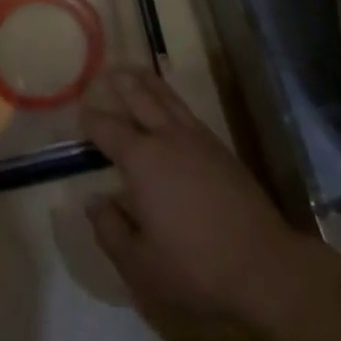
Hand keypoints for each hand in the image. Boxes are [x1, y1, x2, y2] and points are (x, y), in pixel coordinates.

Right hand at [80, 69, 305, 323]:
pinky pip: (187, 110)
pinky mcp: (220, 148)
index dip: (92, 119)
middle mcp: (168, 138)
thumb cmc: (193, 269)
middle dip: (121, 83)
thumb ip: (110, 230)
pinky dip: (171, 98)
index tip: (79, 108)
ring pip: (167, 98)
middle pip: (141, 98)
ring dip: (148, 82)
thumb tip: (94, 200)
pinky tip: (169, 106)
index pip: (109, 130)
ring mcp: (198, 139)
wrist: (261, 265)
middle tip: (105, 71)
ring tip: (134, 71)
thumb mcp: (139, 266)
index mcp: (142, 161)